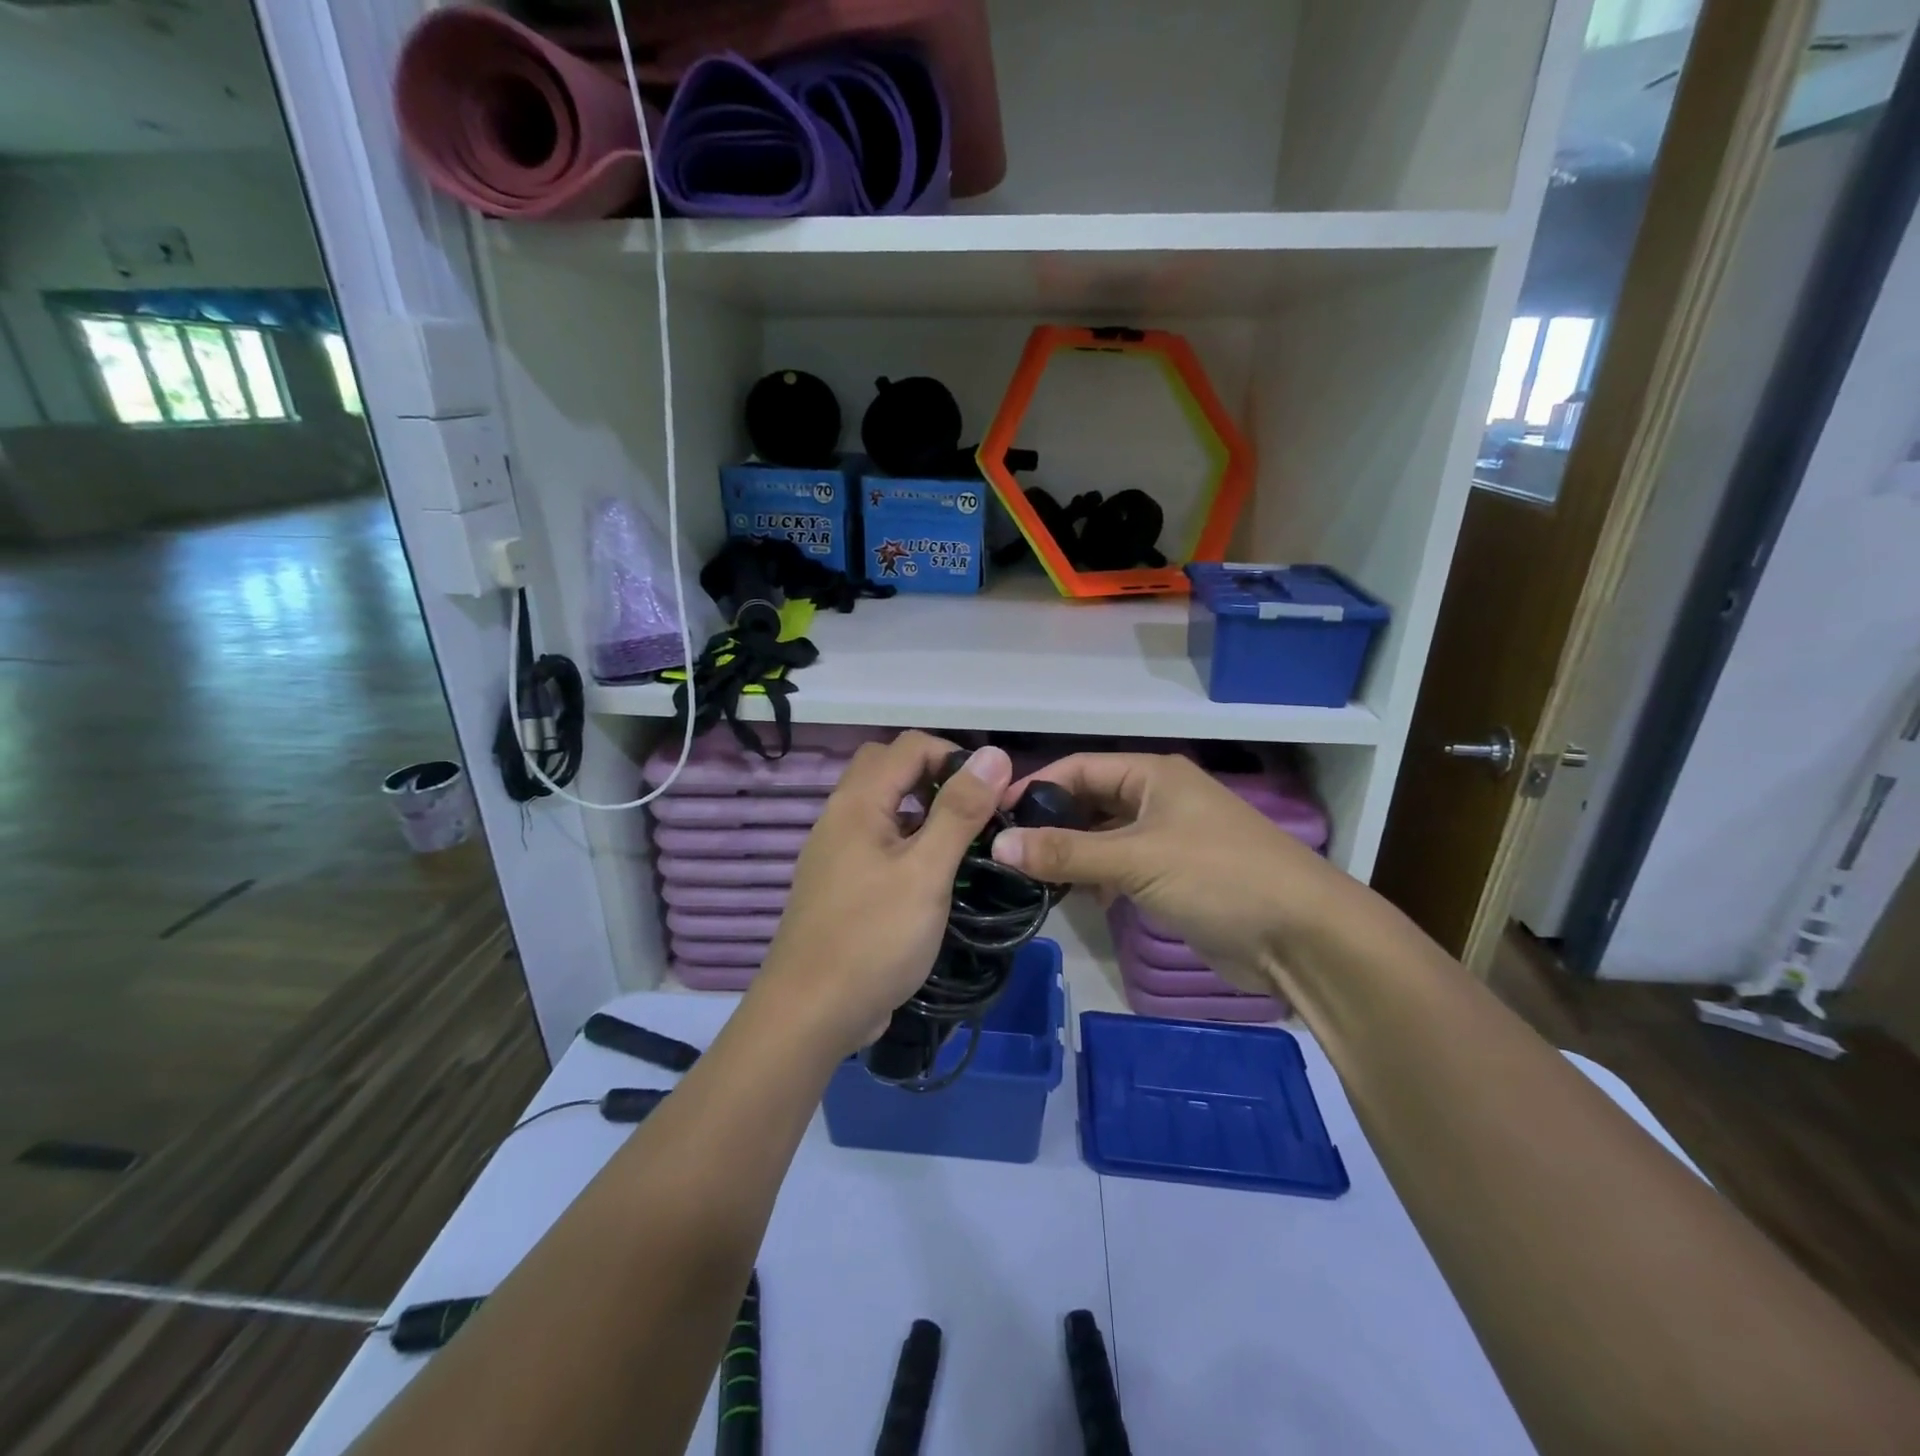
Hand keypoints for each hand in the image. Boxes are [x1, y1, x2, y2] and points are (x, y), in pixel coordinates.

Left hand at [754, 732, 1010, 1060]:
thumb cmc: (873, 938)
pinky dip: (907, 840)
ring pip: (882, 806)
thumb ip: (959, 811)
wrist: (809, 1014)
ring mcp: (835, 851)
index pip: (909, 745)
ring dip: (921, 808)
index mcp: (858, 802)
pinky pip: (876, 840)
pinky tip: (932, 875)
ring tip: (961, 842)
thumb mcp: (926, 872)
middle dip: (935, 775)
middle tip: (973, 810)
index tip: (991, 792)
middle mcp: (840, 816)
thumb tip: (994, 754)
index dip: (954, 755)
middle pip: (888, 767)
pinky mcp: (839, 883)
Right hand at [990, 753, 1345, 996]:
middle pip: (1089, 802)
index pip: (1079, 768)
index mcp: (1152, 776)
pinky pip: (1121, 869)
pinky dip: (1096, 880)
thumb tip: (998, 844)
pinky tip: (1073, 899)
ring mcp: (1167, 840)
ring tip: (1026, 877)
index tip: (992, 814)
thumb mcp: (1136, 859)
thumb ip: (1066, 852)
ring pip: (1102, 839)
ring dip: (1071, 856)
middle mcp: (1157, 800)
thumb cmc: (1218, 877)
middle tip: (1003, 851)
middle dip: (1050, 824)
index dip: (1035, 785)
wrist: (1301, 937)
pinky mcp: (1173, 878)